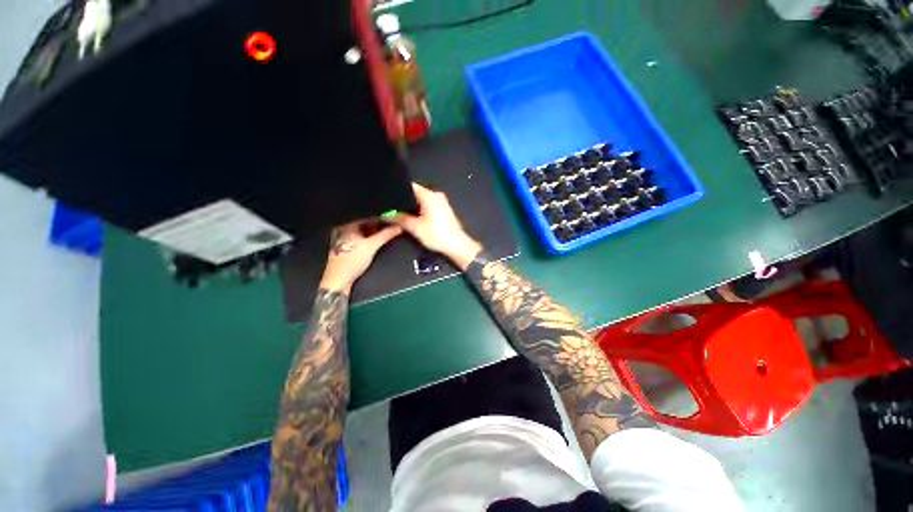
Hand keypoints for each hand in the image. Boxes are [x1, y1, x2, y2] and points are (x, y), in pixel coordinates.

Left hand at [320, 220, 401, 293]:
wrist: (339, 280)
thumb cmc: (353, 261)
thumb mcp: (372, 246)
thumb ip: (386, 235)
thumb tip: (398, 227)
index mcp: (346, 227)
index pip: (366, 218)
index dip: (380, 220)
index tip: (392, 221)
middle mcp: (342, 232)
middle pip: (364, 226)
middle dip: (378, 228)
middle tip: (391, 229)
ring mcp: (343, 242)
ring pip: (362, 234)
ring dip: (374, 235)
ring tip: (386, 236)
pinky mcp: (345, 251)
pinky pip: (359, 241)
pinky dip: (368, 241)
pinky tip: (376, 244)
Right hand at [387, 183, 482, 270]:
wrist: (456, 245)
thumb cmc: (438, 235)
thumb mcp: (415, 227)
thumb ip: (399, 219)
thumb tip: (386, 215)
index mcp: (430, 195)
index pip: (410, 186)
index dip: (398, 190)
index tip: (388, 196)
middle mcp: (437, 196)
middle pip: (416, 193)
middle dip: (404, 200)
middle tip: (391, 207)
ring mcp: (441, 203)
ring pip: (422, 201)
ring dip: (413, 207)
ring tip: (400, 213)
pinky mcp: (443, 210)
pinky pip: (428, 206)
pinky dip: (420, 211)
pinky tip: (414, 218)